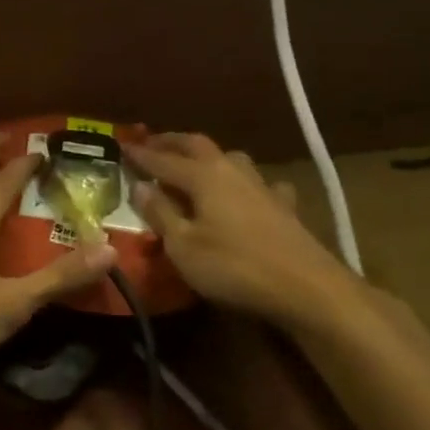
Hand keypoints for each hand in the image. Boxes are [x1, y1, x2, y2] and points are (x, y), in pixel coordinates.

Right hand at [125, 132, 359, 334]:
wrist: (308, 288)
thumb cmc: (234, 267)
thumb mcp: (183, 245)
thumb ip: (160, 213)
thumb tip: (138, 186)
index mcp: (203, 176)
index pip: (162, 159)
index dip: (140, 154)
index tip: (121, 146)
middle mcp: (232, 170)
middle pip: (198, 145)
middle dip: (172, 142)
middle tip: (152, 143)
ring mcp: (262, 186)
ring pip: (230, 158)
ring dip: (207, 157)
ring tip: (193, 164)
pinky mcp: (284, 206)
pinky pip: (259, 184)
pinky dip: (244, 183)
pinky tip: (247, 194)